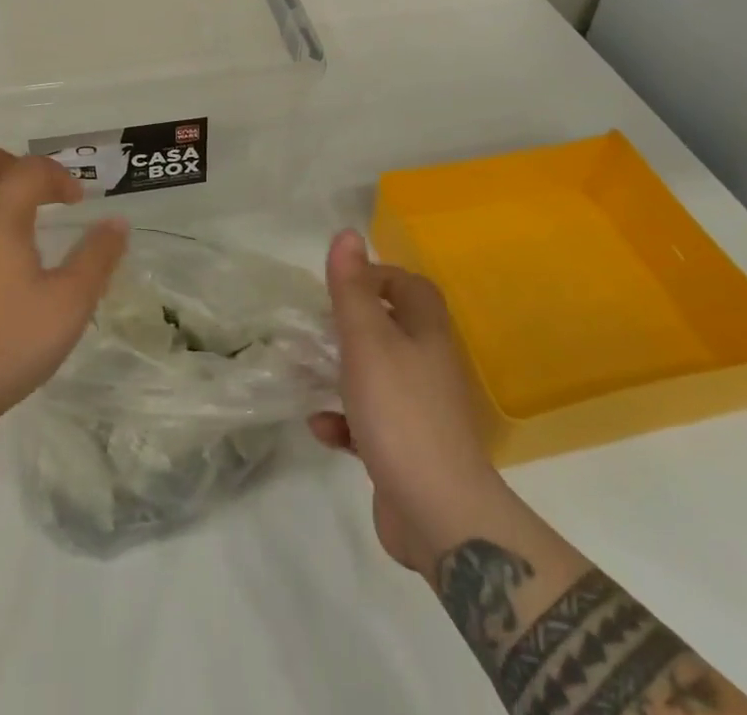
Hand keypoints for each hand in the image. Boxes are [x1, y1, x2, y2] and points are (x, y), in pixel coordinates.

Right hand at [310, 230, 503, 575]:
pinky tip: (320, 427)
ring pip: (378, 377)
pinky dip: (345, 421)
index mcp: (427, 333)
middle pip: (392, 330)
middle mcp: (429, 366)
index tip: (339, 286)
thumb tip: (347, 233)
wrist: (438, 513)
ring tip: (308, 372)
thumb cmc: (400, 411)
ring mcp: (421, 411)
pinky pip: (371, 424)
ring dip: (343, 374)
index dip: (377, 277)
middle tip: (317, 327)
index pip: (410, 286)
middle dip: (352, 326)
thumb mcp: (367, 340)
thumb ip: (352, 288)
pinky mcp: (407, 451)